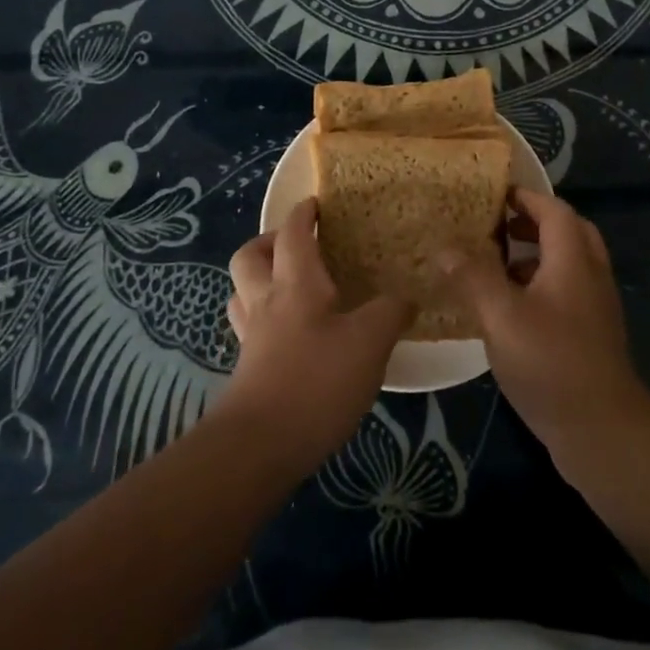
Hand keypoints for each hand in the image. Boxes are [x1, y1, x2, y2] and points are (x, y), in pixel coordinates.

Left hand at [218, 197, 411, 475]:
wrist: (261, 446)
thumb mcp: (370, 342)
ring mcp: (253, 337)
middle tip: (298, 246)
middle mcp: (267, 302)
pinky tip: (293, 335)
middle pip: (249, 256)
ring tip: (292, 286)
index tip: (315, 203)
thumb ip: (390, 313)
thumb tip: (406, 297)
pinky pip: (251, 326)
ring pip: (243, 291)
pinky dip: (266, 317)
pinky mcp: (249, 369)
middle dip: (269, 242)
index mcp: (296, 284)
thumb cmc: (317, 381)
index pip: (293, 233)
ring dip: (261, 278)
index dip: (303, 214)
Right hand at [436, 189, 649, 471]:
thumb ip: (473, 278)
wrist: (602, 431)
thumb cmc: (551, 363)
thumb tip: (445, 248)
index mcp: (573, 260)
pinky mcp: (591, 335)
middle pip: (568, 232)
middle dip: (534, 223)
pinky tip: (510, 309)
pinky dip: (540, 285)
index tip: (495, 194)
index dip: (526, 197)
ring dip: (536, 255)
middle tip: (499, 226)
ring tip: (497, 264)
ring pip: (569, 264)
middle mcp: (590, 275)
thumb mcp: (502, 317)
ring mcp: (595, 307)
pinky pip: (567, 291)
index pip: (554, 210)